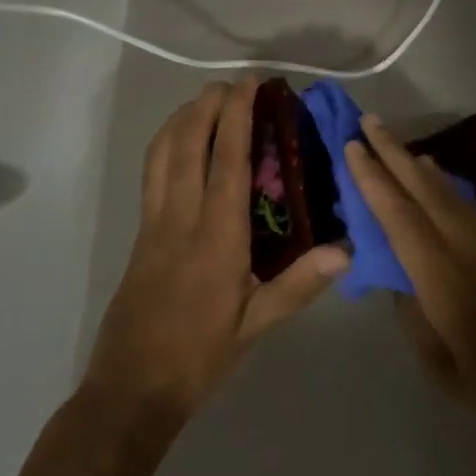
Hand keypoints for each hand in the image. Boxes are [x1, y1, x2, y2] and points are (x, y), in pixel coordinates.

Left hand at [83, 80, 348, 430]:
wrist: (129, 392)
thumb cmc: (199, 358)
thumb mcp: (256, 327)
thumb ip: (299, 285)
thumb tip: (345, 250)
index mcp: (216, 238)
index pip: (227, 162)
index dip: (237, 117)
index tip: (249, 86)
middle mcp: (180, 220)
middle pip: (187, 145)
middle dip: (206, 105)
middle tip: (231, 84)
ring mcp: (154, 225)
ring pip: (161, 155)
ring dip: (181, 119)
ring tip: (205, 101)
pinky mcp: (140, 235)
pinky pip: (151, 174)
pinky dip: (166, 144)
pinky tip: (180, 144)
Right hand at [346, 116, 475, 450]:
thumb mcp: (441, 367)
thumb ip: (414, 316)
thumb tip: (397, 278)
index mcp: (443, 278)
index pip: (399, 217)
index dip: (374, 179)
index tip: (353, 146)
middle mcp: (466, 247)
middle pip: (424, 189)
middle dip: (394, 152)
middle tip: (369, 121)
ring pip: (447, 192)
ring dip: (417, 163)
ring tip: (394, 143)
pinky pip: (465, 204)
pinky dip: (442, 184)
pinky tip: (432, 178)